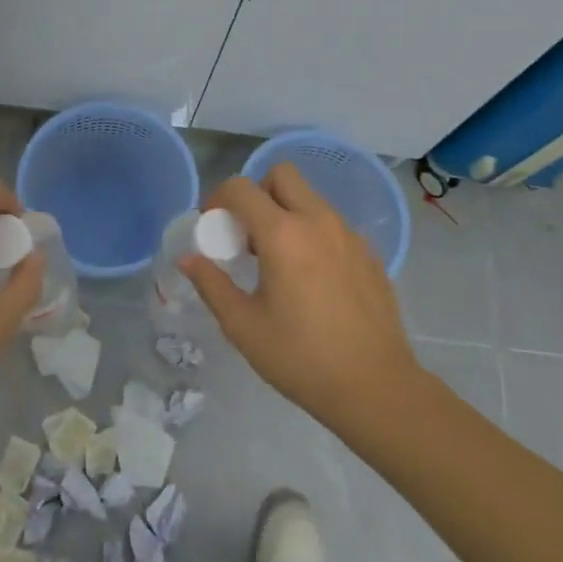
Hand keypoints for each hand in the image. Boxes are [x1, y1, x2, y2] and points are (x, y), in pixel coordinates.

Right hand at [183, 166, 420, 432]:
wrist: (375, 387)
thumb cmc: (300, 357)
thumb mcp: (243, 325)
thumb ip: (211, 284)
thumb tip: (187, 259)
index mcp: (283, 234)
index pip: (241, 188)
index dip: (218, 198)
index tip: (213, 226)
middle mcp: (318, 221)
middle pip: (282, 175)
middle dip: (257, 192)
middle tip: (248, 233)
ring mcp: (349, 234)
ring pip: (310, 198)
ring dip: (286, 212)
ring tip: (279, 260)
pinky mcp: (369, 252)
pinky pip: (333, 224)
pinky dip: (313, 233)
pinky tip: (312, 279)